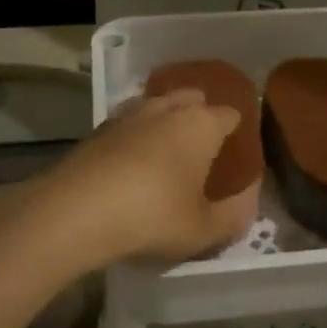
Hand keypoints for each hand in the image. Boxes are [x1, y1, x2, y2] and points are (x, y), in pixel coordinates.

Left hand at [39, 90, 253, 264]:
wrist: (79, 209)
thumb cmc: (153, 215)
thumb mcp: (202, 229)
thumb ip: (231, 216)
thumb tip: (248, 204)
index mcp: (202, 124)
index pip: (230, 114)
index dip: (236, 130)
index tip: (236, 150)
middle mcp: (169, 108)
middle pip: (193, 98)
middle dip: (201, 114)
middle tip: (203, 147)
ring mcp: (131, 113)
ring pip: (158, 104)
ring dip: (166, 120)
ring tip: (167, 150)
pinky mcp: (100, 127)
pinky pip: (130, 122)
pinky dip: (137, 134)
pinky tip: (133, 160)